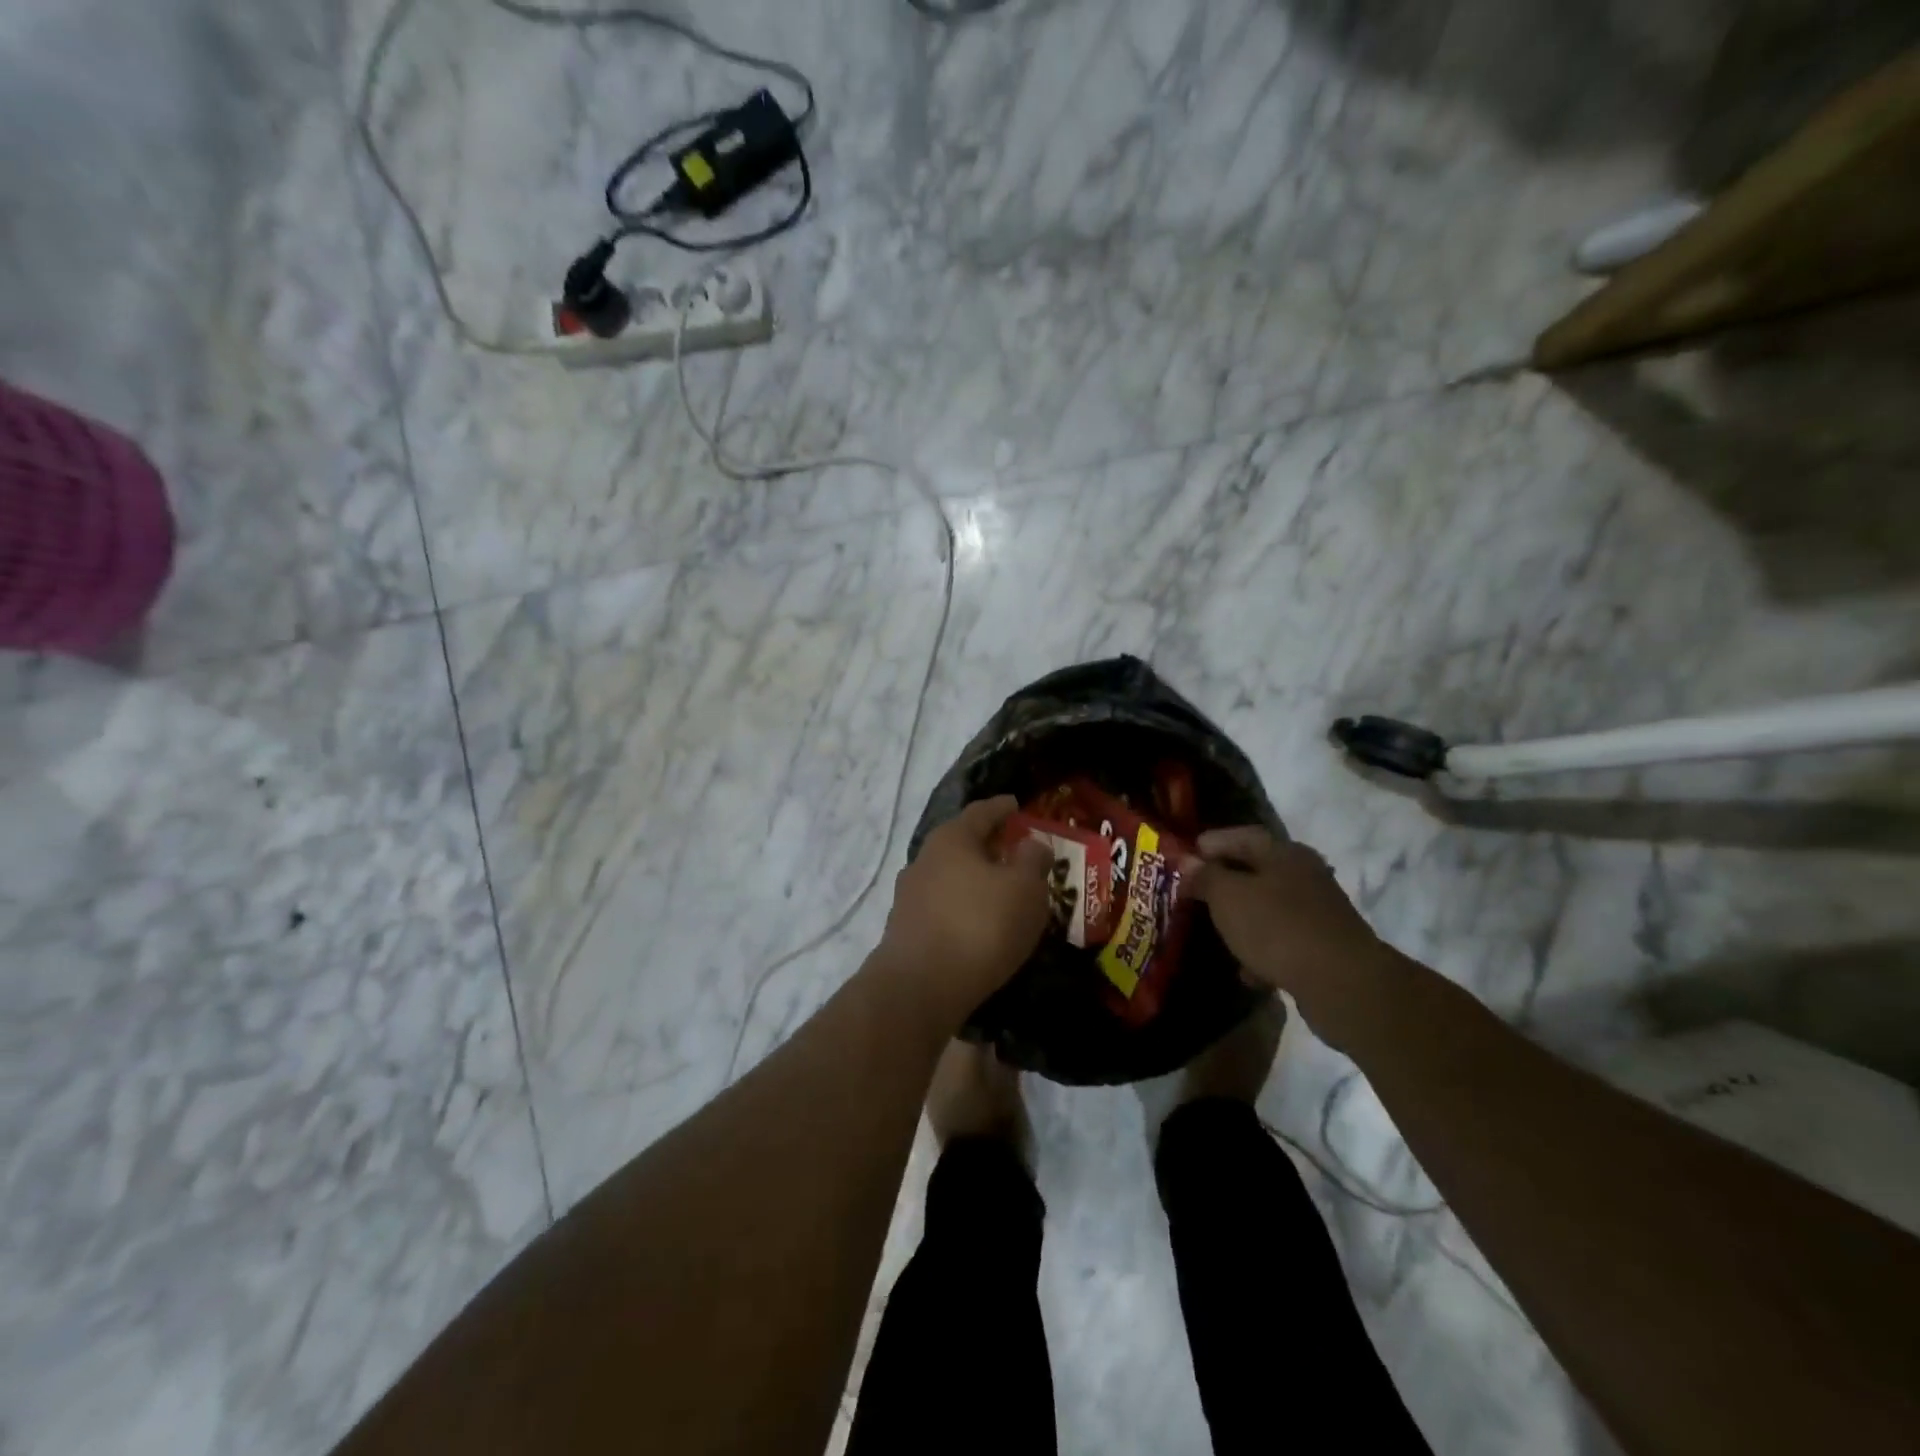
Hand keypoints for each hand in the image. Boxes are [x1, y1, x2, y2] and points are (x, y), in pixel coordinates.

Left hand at [877, 796, 1054, 1029]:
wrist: (919, 987)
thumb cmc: (979, 926)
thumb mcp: (1025, 889)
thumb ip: (1033, 861)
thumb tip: (1032, 844)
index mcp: (952, 839)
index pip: (982, 812)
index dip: (1003, 808)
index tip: (1017, 804)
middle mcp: (924, 859)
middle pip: (963, 843)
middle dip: (990, 846)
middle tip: (1016, 850)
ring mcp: (910, 896)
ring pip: (951, 876)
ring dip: (975, 879)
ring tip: (1002, 891)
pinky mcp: (906, 929)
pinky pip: (943, 907)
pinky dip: (963, 907)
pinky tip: (979, 924)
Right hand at [1182, 827, 1397, 1044]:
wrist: (1342, 984)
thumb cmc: (1277, 927)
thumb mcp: (1228, 897)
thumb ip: (1205, 877)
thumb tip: (1188, 862)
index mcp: (1284, 853)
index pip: (1242, 836)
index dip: (1212, 843)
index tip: (1185, 856)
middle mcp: (1306, 875)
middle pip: (1258, 871)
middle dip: (1226, 881)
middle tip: (1196, 892)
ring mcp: (1319, 912)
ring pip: (1270, 907)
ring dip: (1244, 918)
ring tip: (1216, 931)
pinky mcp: (1325, 947)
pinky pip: (1284, 941)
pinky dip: (1263, 950)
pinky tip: (1247, 970)